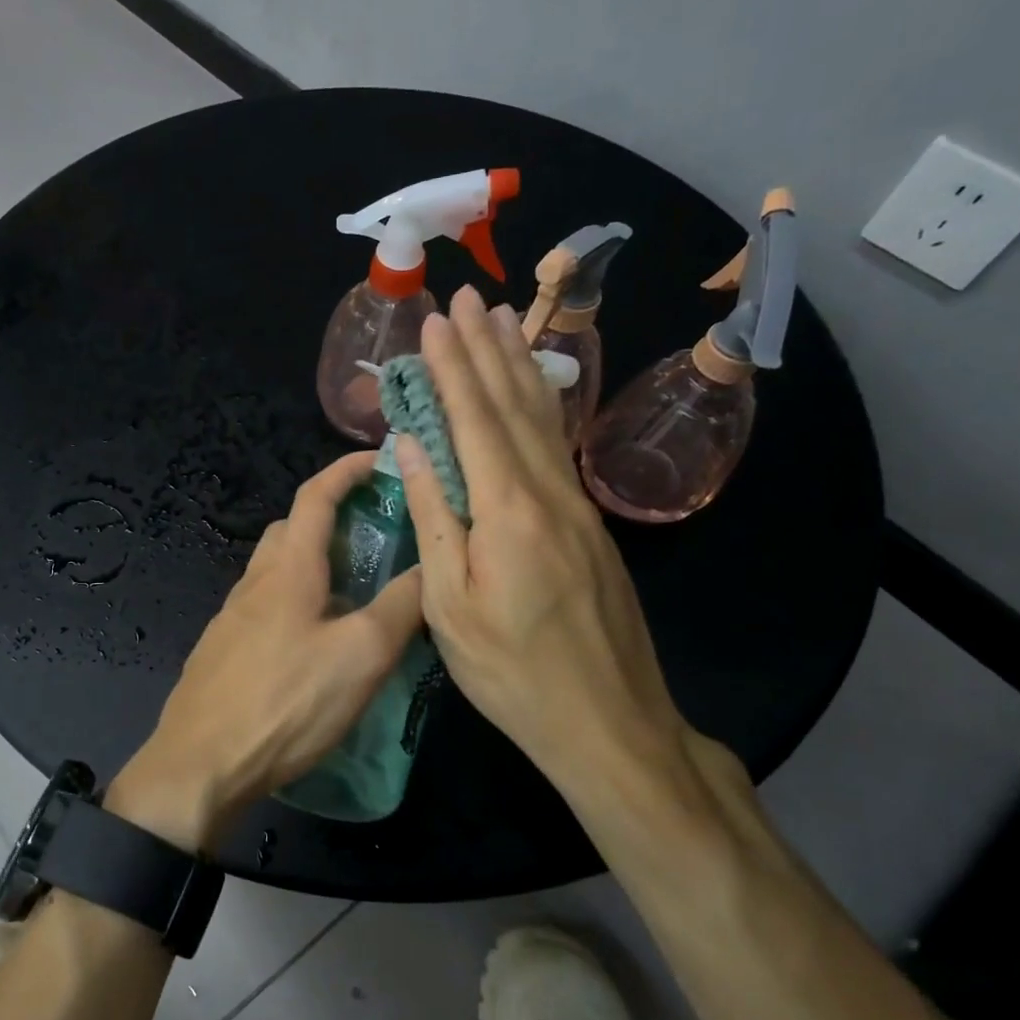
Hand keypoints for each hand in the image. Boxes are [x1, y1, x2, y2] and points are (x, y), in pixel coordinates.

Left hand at [107, 452, 423, 851]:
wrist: (200, 765)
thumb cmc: (286, 702)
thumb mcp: (361, 655)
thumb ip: (401, 607)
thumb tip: (432, 567)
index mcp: (287, 569)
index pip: (315, 496)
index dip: (346, 469)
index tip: (377, 459)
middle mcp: (253, 582)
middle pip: (289, 530)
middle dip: (329, 519)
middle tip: (372, 536)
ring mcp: (231, 618)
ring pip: (275, 571)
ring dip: (311, 564)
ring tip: (352, 594)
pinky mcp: (222, 651)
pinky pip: (264, 608)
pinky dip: (294, 603)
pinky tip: (313, 643)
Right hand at [394, 287, 742, 826]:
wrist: (609, 722)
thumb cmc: (512, 673)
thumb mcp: (450, 604)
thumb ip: (433, 517)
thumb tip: (410, 448)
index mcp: (509, 510)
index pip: (474, 419)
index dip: (452, 366)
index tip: (435, 320)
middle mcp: (549, 493)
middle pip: (514, 405)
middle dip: (487, 348)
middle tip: (468, 297)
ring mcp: (577, 508)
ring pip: (544, 421)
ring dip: (519, 367)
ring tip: (505, 321)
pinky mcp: (589, 526)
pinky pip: (557, 448)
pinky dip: (540, 408)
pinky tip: (535, 392)